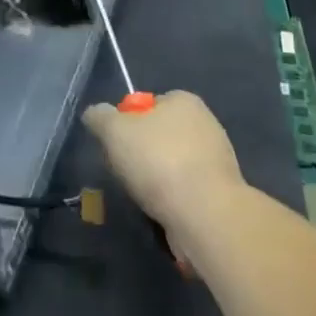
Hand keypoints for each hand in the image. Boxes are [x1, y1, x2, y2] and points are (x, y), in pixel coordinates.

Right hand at [82, 90, 243, 239]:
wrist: (206, 215)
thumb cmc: (159, 161)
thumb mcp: (115, 131)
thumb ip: (100, 117)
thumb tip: (94, 114)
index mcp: (184, 100)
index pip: (150, 104)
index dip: (129, 124)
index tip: (118, 146)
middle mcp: (205, 123)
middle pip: (162, 136)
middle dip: (144, 155)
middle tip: (128, 174)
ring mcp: (217, 160)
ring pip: (175, 166)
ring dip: (159, 182)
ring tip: (145, 199)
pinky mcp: (222, 194)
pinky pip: (189, 192)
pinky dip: (175, 202)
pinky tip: (165, 214)